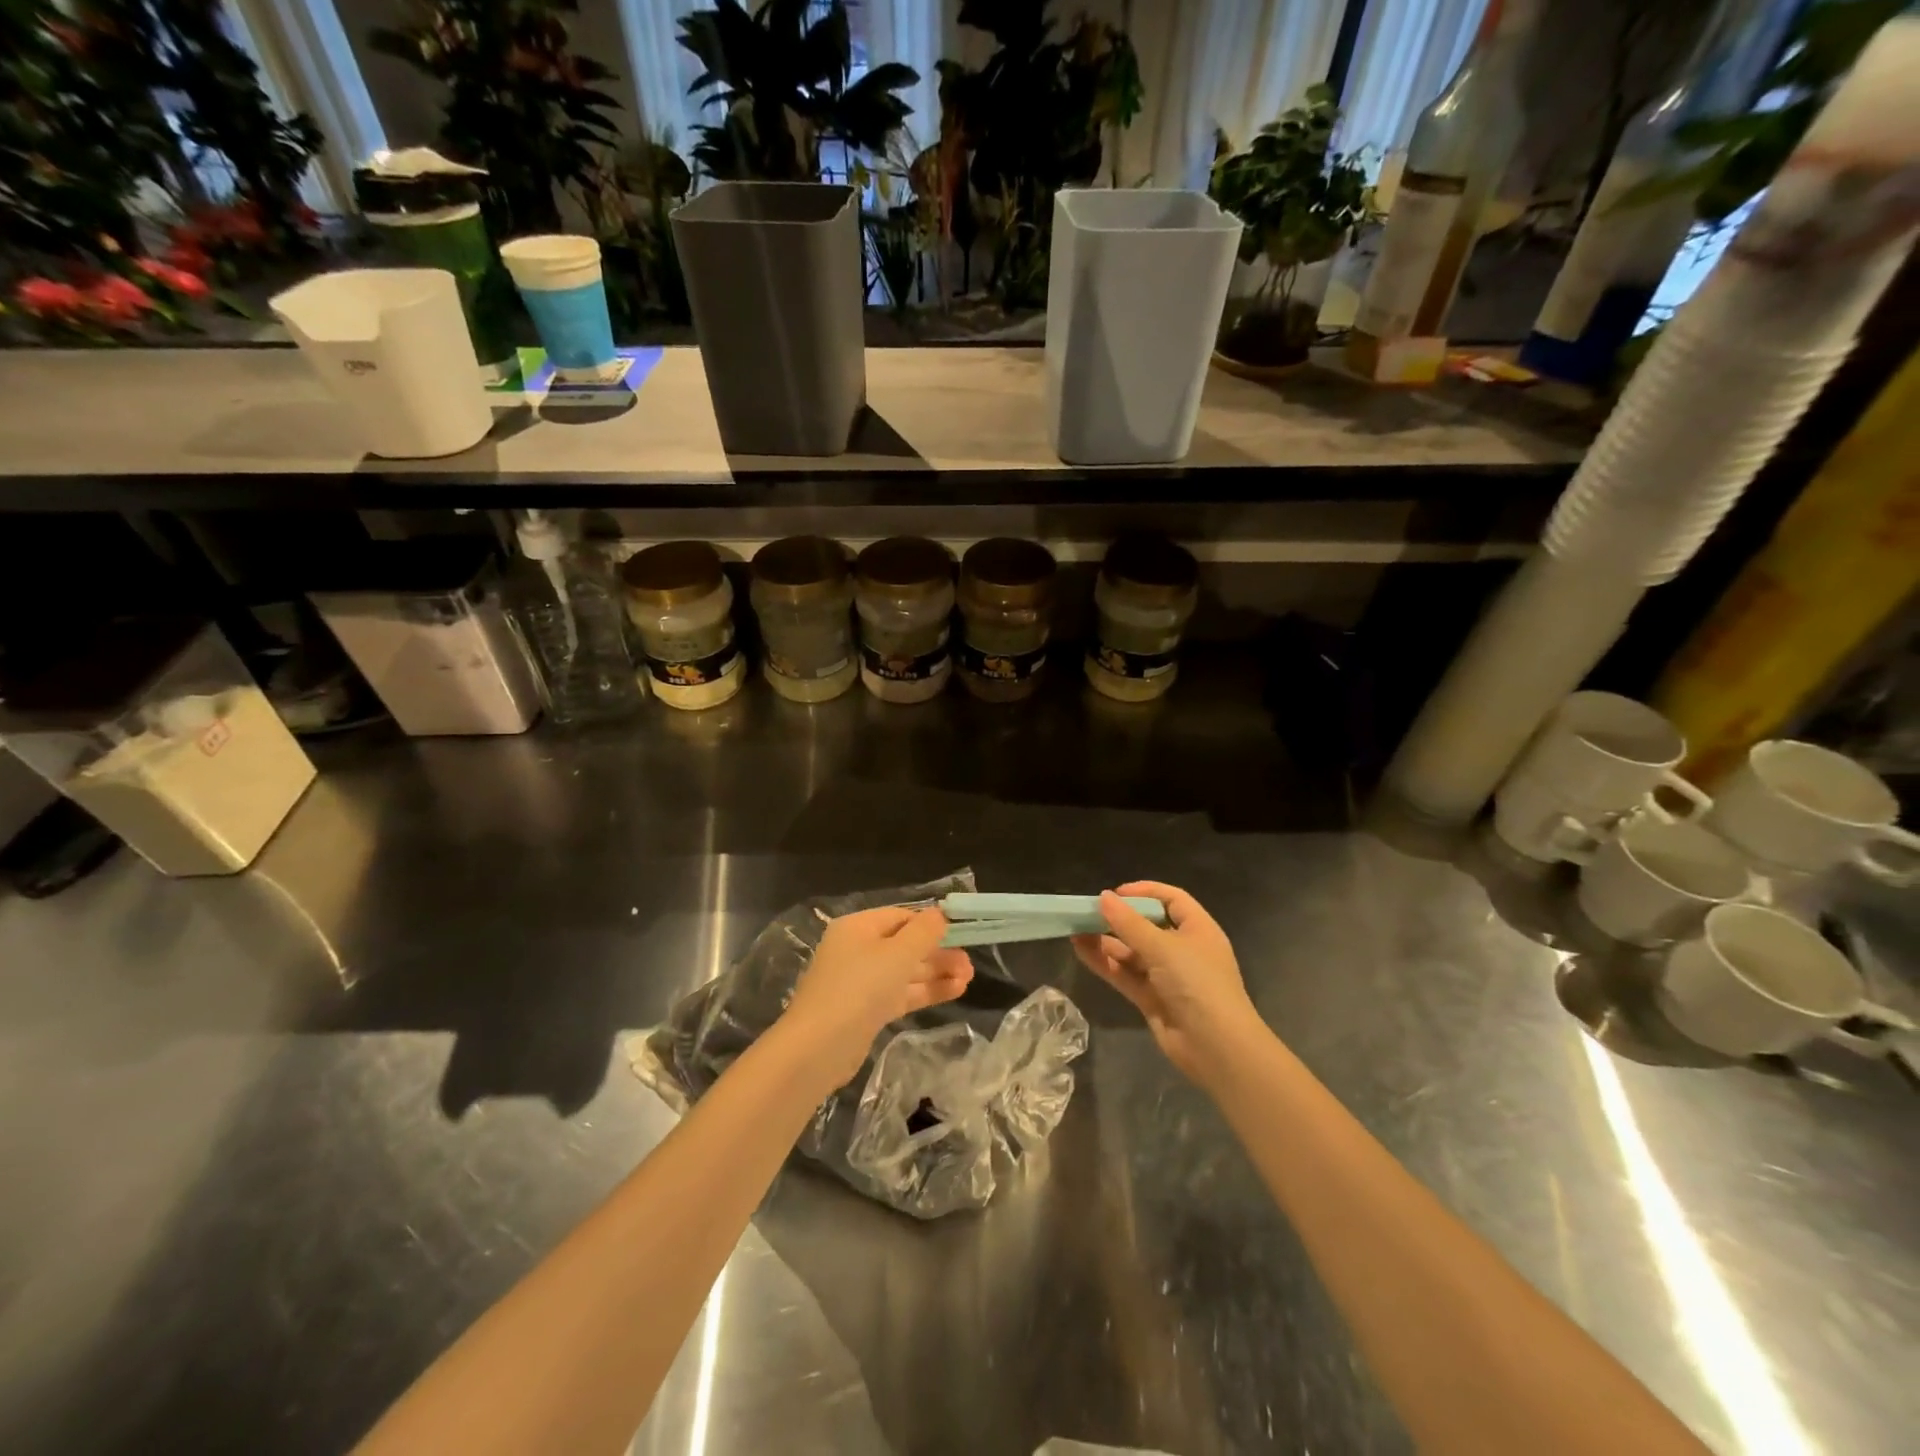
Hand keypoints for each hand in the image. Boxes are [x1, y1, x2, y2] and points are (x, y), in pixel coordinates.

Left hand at [784, 906, 974, 1086]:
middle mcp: (857, 950)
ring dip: (936, 973)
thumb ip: (923, 932)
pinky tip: (954, 991)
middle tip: (969, 964)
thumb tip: (940, 914)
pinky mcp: (866, 1010)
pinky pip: (901, 993)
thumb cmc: (859, 988)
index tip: (960, 934)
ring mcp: (861, 982)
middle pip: (905, 945)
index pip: (901, 916)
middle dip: (938, 953)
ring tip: (968, 978)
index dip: (930, 924)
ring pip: (905, 972)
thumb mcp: (897, 953)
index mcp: (858, 927)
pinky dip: (925, 991)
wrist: (818, 1048)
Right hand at [1072, 881, 1263, 1088]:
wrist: (1216, 1047)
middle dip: (1118, 919)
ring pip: (1132, 952)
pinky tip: (1082, 951)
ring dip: (1106, 941)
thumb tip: (1104, 897)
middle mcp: (1184, 950)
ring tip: (1075, 931)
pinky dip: (1105, 963)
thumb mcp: (1162, 947)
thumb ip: (1129, 923)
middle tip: (1088, 912)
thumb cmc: (1197, 983)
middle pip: (1148, 926)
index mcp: (1198, 929)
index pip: (1172, 900)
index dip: (1145, 892)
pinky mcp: (1153, 999)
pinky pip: (1126, 975)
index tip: (1116, 893)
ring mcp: (1168, 976)